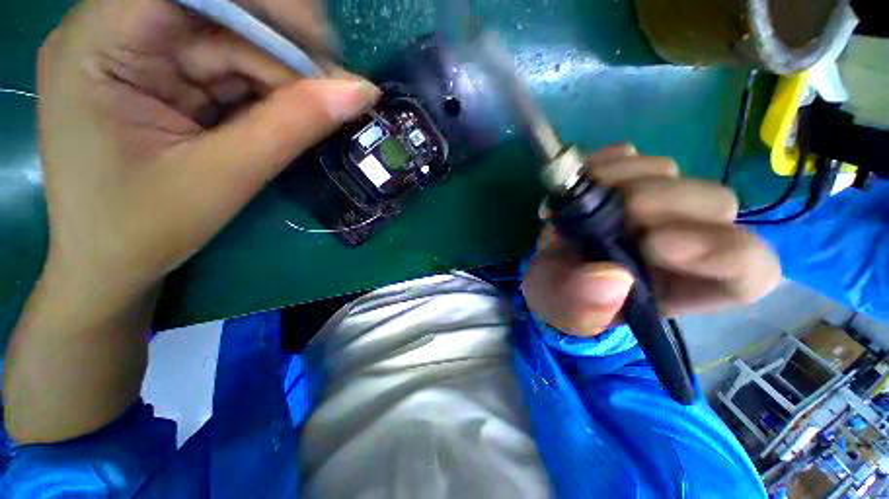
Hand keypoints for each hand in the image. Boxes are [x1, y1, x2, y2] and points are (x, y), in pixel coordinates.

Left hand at [38, 0, 377, 299]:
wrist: (112, 264)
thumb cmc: (146, 228)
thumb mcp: (225, 176)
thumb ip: (294, 126)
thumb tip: (360, 92)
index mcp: (98, 42)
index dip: (264, 3)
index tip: (324, 47)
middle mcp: (114, 32)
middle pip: (215, 13)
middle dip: (281, 51)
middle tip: (336, 92)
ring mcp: (139, 54)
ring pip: (230, 42)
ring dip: (282, 77)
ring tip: (321, 111)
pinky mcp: (162, 77)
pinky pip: (227, 69)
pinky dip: (267, 91)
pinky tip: (291, 115)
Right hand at [522, 145, 780, 336]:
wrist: (546, 267)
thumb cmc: (562, 297)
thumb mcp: (567, 313)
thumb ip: (585, 308)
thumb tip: (611, 277)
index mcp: (684, 285)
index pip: (748, 269)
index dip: (720, 251)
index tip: (654, 245)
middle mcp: (683, 238)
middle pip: (713, 204)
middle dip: (660, 203)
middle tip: (606, 211)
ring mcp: (655, 202)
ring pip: (668, 172)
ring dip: (620, 179)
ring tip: (575, 202)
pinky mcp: (626, 179)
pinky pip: (629, 155)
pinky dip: (602, 164)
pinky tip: (578, 184)